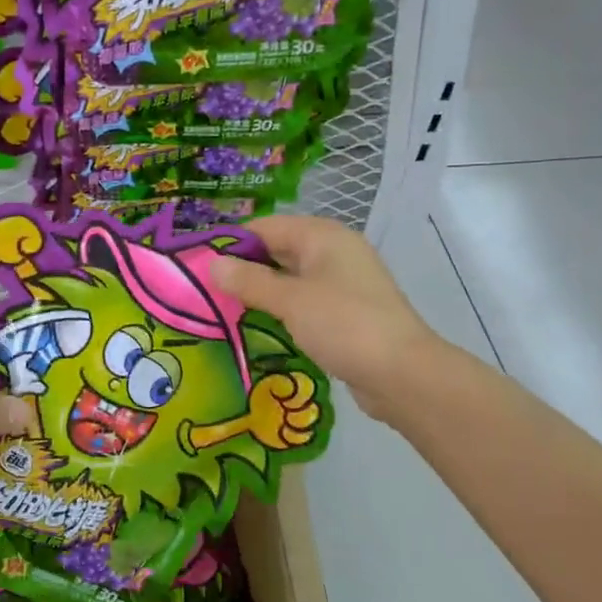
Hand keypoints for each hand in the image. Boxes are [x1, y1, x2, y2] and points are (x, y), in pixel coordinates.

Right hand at [210, 215, 444, 420]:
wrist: (403, 374)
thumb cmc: (344, 325)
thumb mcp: (290, 300)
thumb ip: (249, 281)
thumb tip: (213, 263)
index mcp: (323, 236)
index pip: (266, 227)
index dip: (232, 242)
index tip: (198, 263)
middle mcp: (334, 252)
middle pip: (278, 250)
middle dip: (243, 268)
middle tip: (204, 289)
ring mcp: (342, 283)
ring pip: (290, 278)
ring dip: (260, 290)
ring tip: (222, 307)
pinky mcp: (345, 312)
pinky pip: (303, 301)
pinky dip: (280, 309)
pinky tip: (257, 325)